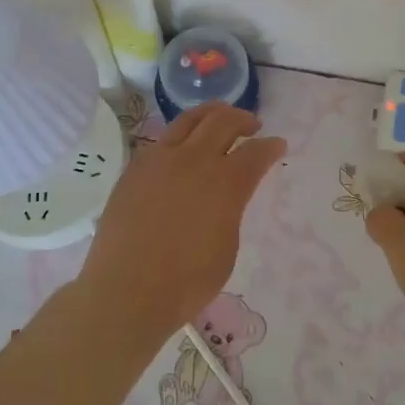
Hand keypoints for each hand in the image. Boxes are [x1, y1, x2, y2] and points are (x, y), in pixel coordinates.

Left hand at [78, 103, 285, 344]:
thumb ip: (230, 210)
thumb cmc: (186, 281)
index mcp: (225, 183)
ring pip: (189, 119)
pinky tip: (184, 146)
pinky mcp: (136, 167)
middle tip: (251, 125)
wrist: (126, 290)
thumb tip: (226, 195)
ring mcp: (160, 159)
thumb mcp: (226, 247)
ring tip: (219, 117)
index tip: (277, 145)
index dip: (271, 147)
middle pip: (223, 121)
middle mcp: (194, 160)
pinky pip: (163, 139)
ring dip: (211, 114)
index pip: (256, 152)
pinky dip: (182, 134)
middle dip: (243, 119)